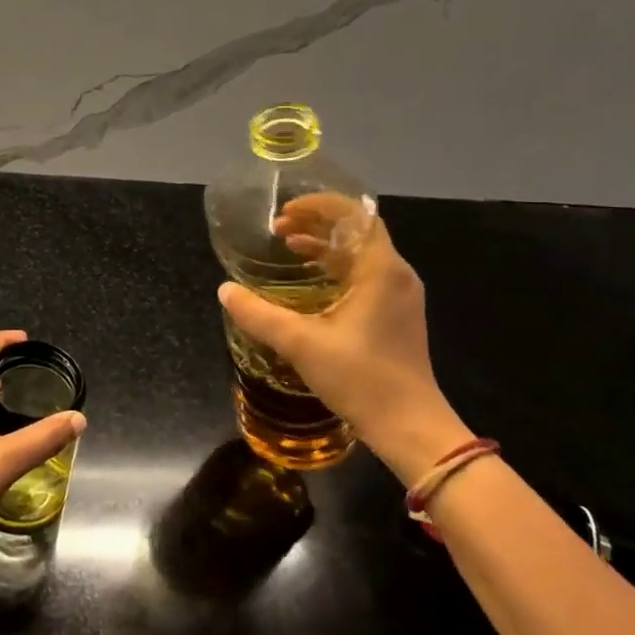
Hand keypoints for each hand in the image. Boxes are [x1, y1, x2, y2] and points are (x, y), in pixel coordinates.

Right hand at [218, 211, 467, 480]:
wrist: (410, 428)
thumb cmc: (362, 379)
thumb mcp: (301, 344)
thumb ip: (260, 315)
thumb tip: (225, 290)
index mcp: (381, 270)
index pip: (356, 215)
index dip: (319, 206)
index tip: (285, 212)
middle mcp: (395, 274)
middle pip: (357, 230)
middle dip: (316, 222)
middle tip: (278, 228)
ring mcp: (399, 295)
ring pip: (360, 253)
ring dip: (324, 244)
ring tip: (287, 245)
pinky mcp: (395, 314)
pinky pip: (364, 274)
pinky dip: (335, 267)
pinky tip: (309, 281)